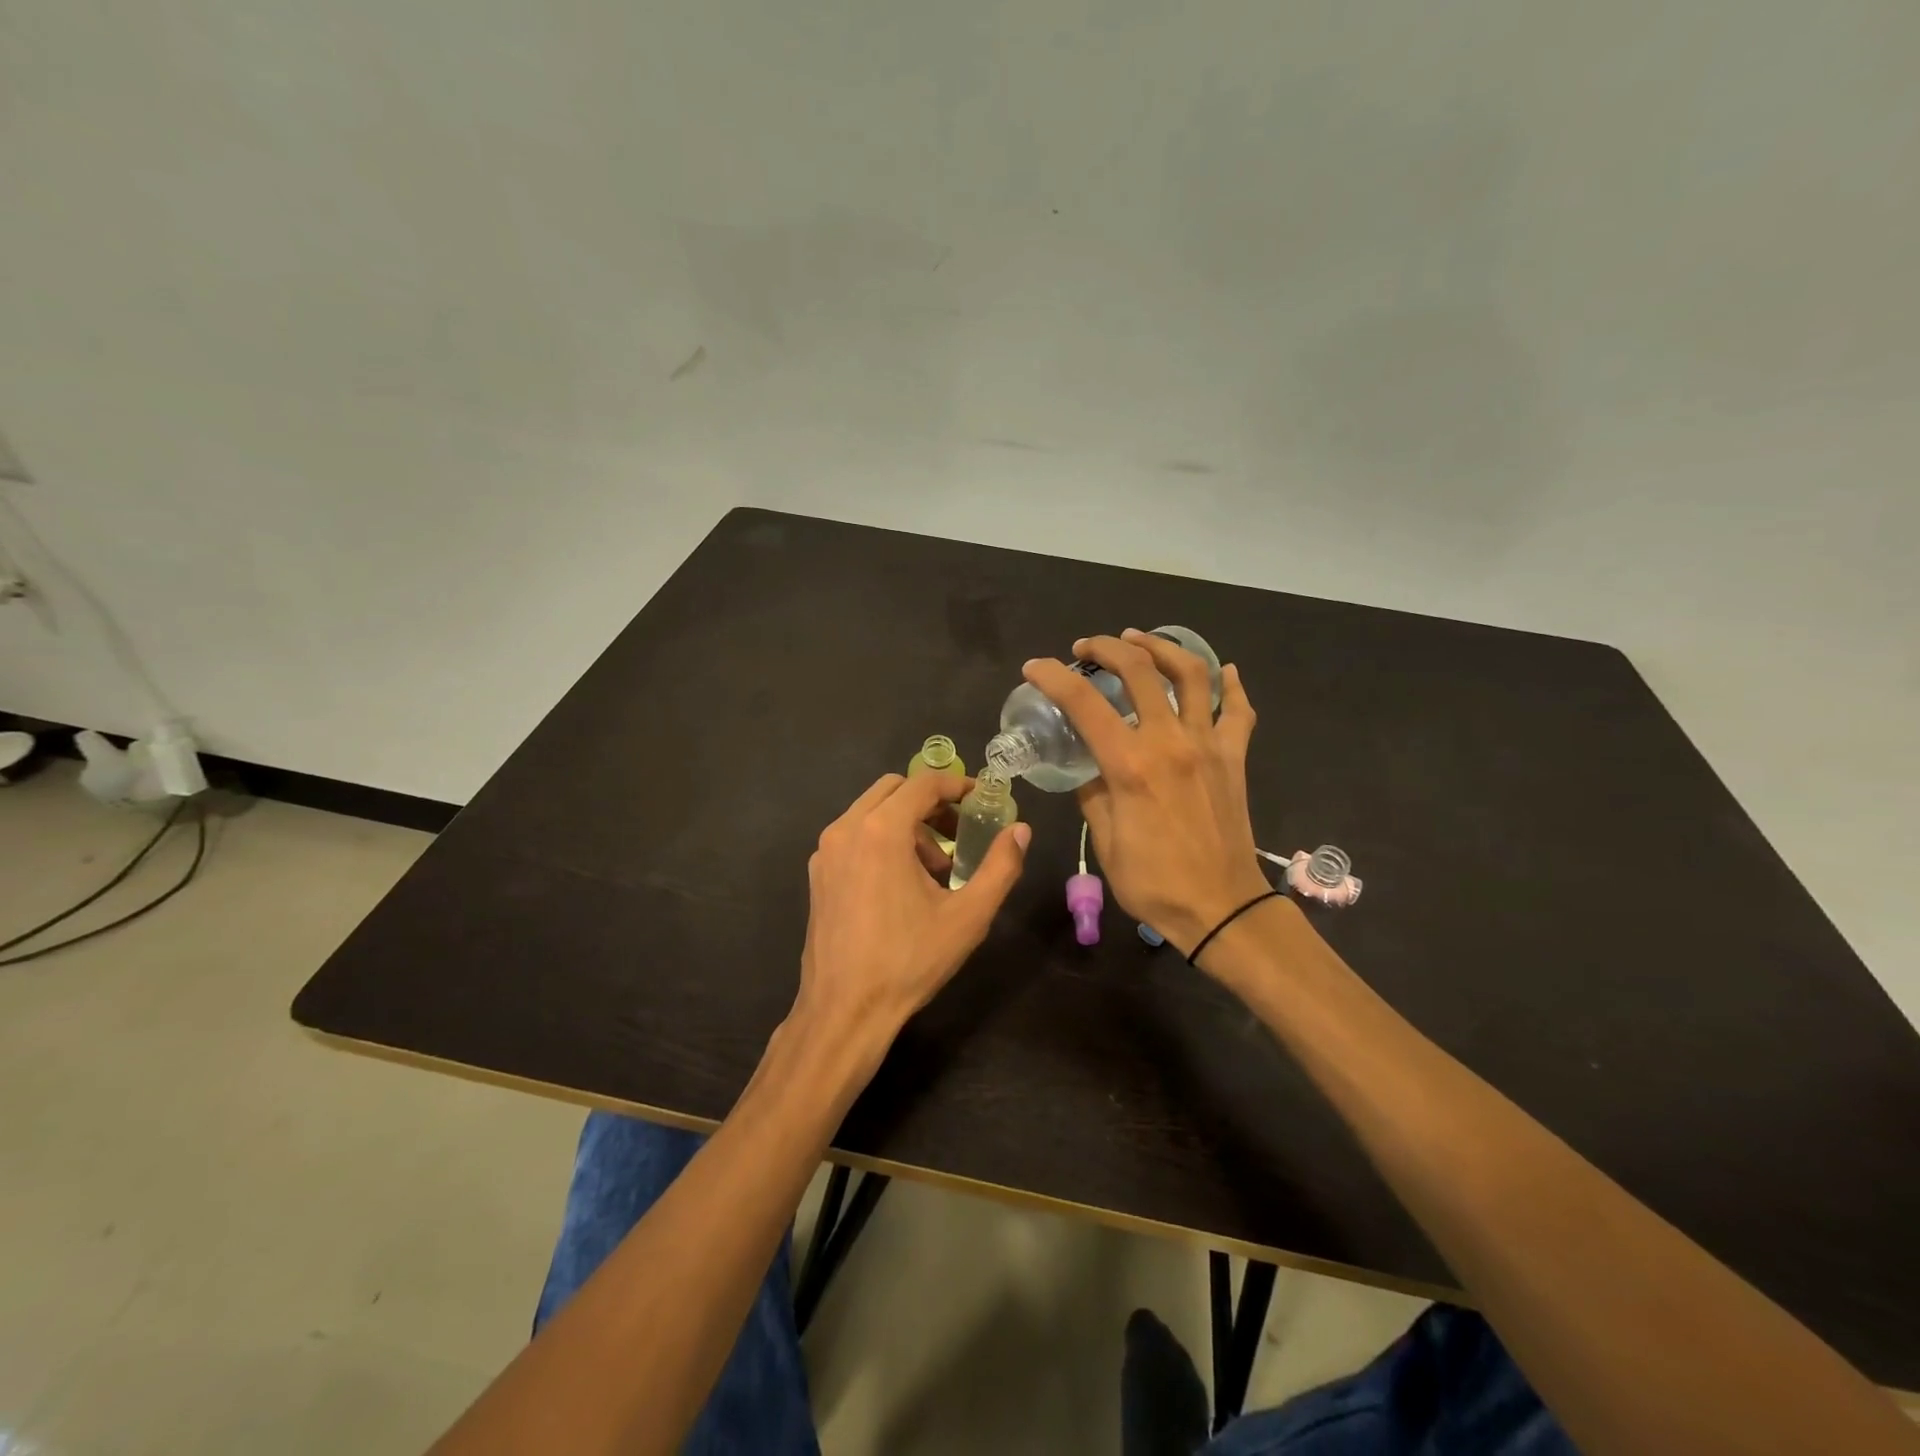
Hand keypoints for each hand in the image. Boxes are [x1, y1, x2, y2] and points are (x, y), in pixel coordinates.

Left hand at [794, 771, 1029, 1067]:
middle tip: (960, 832)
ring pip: (871, 813)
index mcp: (881, 830)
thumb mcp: (968, 916)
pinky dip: (882, 841)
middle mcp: (846, 829)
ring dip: (907, 824)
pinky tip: (902, 884)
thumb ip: (1000, 867)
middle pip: (894, 790)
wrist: (844, 1011)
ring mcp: (826, 852)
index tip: (982, 799)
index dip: (957, 784)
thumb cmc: (909, 961)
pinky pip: (854, 837)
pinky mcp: (817, 875)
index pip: (923, 782)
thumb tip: (1021, 831)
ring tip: (936, 868)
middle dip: (931, 803)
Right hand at [1022, 631, 1271, 960]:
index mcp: (1130, 765)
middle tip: (1086, 649)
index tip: (1035, 668)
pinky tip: (1223, 671)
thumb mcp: (1106, 842)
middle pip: (1139, 669)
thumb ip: (1093, 795)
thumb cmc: (1154, 882)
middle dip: (1106, 648)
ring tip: (1139, 640)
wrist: (1222, 907)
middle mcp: (1170, 741)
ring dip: (1161, 647)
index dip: (1052, 677)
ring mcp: (1208, 744)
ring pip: (1190, 674)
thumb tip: (1091, 771)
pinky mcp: (1235, 757)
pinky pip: (1238, 710)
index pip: (1083, 703)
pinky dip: (1231, 685)